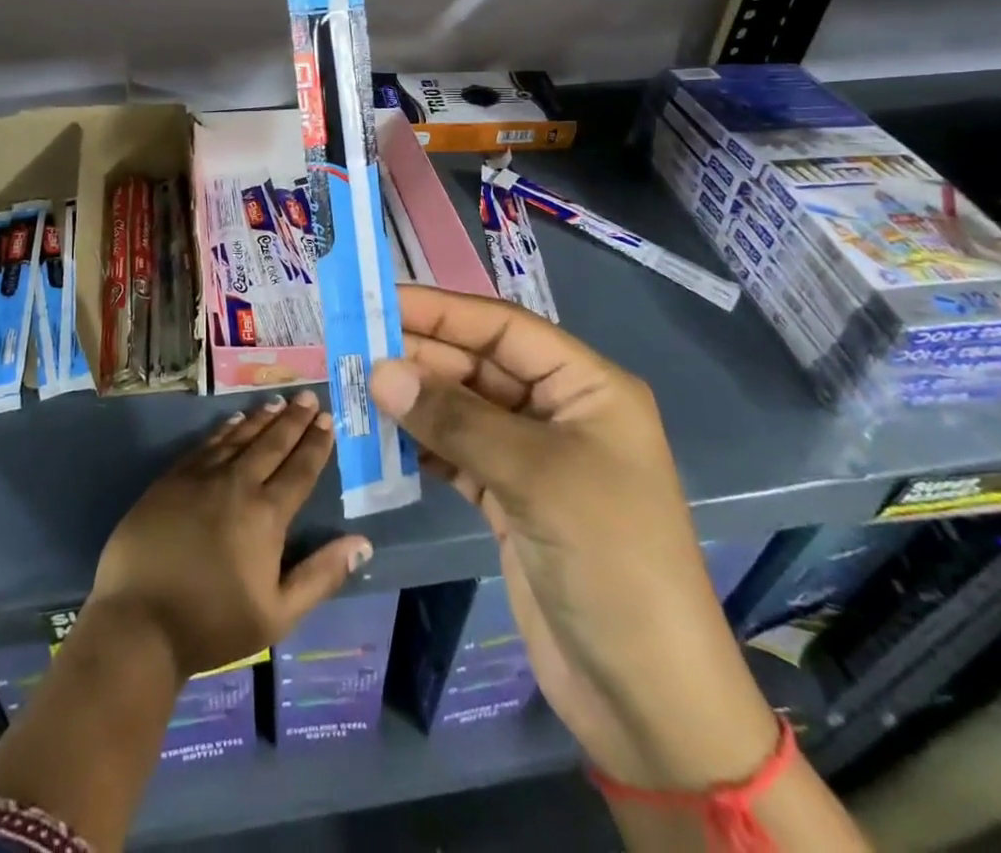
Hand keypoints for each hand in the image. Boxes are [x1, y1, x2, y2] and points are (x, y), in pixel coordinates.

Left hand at [90, 391, 372, 679]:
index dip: (315, 444)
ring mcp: (200, 478)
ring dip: (261, 418)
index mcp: (266, 515)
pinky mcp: (170, 480)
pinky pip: (205, 445)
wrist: (139, 623)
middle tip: (308, 397)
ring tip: (278, 402)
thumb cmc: (213, 624)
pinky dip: (224, 429)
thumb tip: (362, 544)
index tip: (327, 419)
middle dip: (293, 419)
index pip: (299, 470)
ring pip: (238, 437)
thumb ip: (321, 575)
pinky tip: (233, 420)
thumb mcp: (278, 614)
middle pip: (271, 444)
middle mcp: (236, 485)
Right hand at [371, 286, 777, 790]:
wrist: (648, 698)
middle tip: (352, 349)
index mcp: (587, 387)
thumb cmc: (611, 561)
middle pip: (479, 364)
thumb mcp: (535, 477)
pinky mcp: (510, 498)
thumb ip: (454, 418)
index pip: (503, 328)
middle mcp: (559, 411)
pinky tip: (380, 435)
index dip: (441, 310)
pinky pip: (456, 453)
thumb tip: (379, 371)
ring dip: (413, 399)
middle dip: (420, 356)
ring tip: (355, 387)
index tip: (379, 301)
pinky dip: (420, 443)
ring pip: (462, 408)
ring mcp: (533, 457)